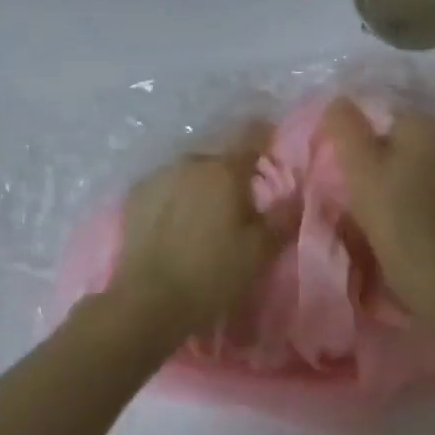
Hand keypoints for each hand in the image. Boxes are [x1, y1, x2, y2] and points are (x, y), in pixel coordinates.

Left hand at [111, 122, 284, 345]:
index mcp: (225, 170)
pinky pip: (165, 185)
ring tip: (206, 212)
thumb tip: (298, 193)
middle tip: (240, 198)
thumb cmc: (212, 274)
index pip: (250, 134)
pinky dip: (175, 195)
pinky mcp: (136, 194)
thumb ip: (282, 218)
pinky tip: (175, 220)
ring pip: (190, 170)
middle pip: (219, 155)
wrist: (148, 300)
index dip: (264, 135)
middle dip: (231, 170)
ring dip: (201, 182)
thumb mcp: (258, 252)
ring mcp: (159, 175)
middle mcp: (191, 162)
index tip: (271, 146)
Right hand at [319, 99, 434, 319]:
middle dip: (399, 159)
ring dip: (423, 176)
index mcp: (426, 124)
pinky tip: (430, 219)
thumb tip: (339, 100)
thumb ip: (345, 127)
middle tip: (380, 196)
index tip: (365, 180)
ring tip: (405, 210)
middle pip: (416, 140)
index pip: (389, 122)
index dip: (371, 150)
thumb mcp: (357, 168)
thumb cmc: (393, 217)